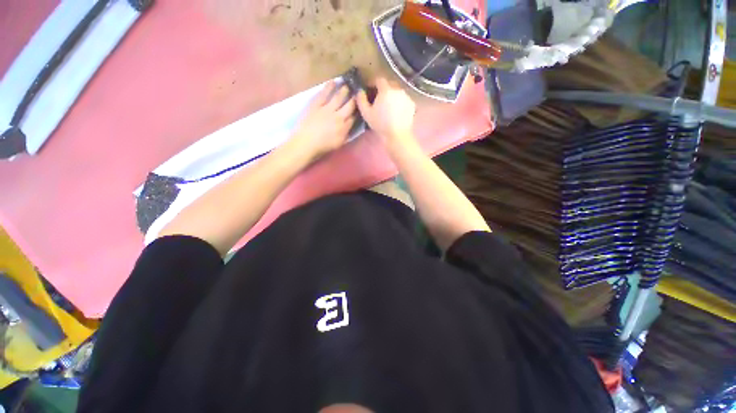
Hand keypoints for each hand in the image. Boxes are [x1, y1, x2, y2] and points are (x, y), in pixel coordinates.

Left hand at [289, 81, 356, 161]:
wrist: (306, 143)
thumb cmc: (322, 147)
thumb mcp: (339, 144)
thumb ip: (346, 134)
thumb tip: (350, 126)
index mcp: (344, 128)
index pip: (354, 117)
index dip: (358, 111)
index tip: (361, 106)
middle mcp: (338, 117)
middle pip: (350, 106)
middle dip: (355, 99)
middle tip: (357, 92)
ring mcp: (327, 109)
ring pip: (339, 97)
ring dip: (344, 90)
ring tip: (348, 85)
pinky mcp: (317, 105)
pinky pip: (324, 94)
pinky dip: (329, 87)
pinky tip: (333, 82)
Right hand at [356, 77, 415, 148]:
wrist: (397, 135)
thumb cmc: (380, 124)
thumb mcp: (366, 113)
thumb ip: (361, 100)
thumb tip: (360, 91)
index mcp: (386, 90)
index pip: (379, 80)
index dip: (373, 83)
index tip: (369, 89)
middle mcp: (397, 90)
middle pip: (389, 84)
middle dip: (383, 89)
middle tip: (379, 98)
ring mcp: (406, 97)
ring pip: (397, 92)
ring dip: (392, 95)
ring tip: (388, 105)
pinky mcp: (412, 104)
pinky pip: (404, 99)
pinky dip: (399, 102)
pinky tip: (396, 111)